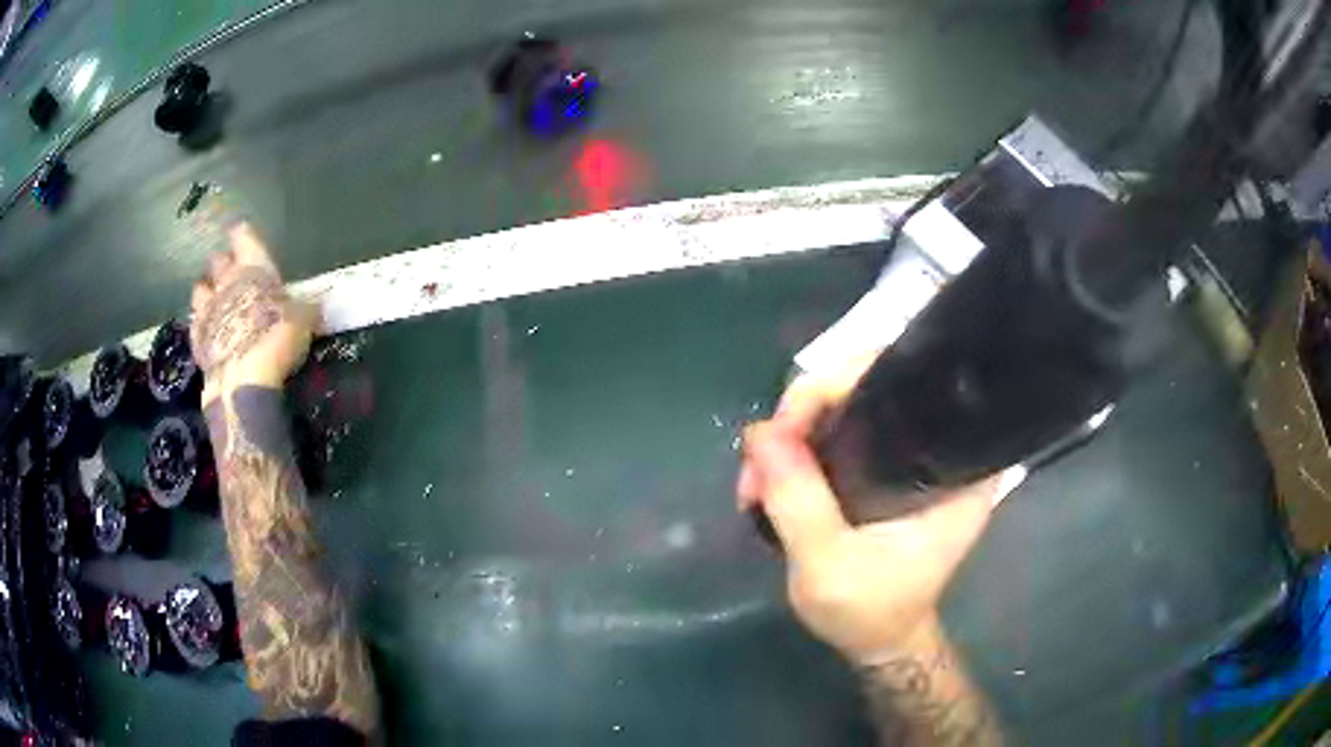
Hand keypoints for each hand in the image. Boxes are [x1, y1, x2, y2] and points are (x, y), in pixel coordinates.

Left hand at [189, 224, 318, 405]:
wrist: (243, 380)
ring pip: (200, 289)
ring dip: (207, 291)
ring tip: (214, 299)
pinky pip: (195, 322)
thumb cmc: (276, 337)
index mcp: (253, 267)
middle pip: (218, 260)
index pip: (243, 236)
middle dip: (223, 264)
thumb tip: (314, 304)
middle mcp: (226, 281)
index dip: (242, 234)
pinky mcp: (197, 340)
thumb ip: (303, 307)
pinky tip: (208, 330)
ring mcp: (207, 310)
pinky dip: (201, 323)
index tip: (240, 231)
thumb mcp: (303, 320)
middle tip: (231, 270)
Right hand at [737, 357, 1023, 662]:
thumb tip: (759, 432)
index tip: (787, 430)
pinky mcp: (889, 464)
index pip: (902, 382)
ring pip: (847, 406)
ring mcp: (913, 452)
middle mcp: (940, 445)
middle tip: (759, 463)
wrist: (879, 640)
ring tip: (756, 479)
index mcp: (952, 464)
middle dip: (802, 414)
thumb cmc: (869, 611)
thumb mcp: (827, 565)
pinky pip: (841, 431)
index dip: (837, 386)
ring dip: (794, 433)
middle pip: (867, 385)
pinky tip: (774, 476)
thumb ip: (797, 500)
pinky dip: (803, 446)